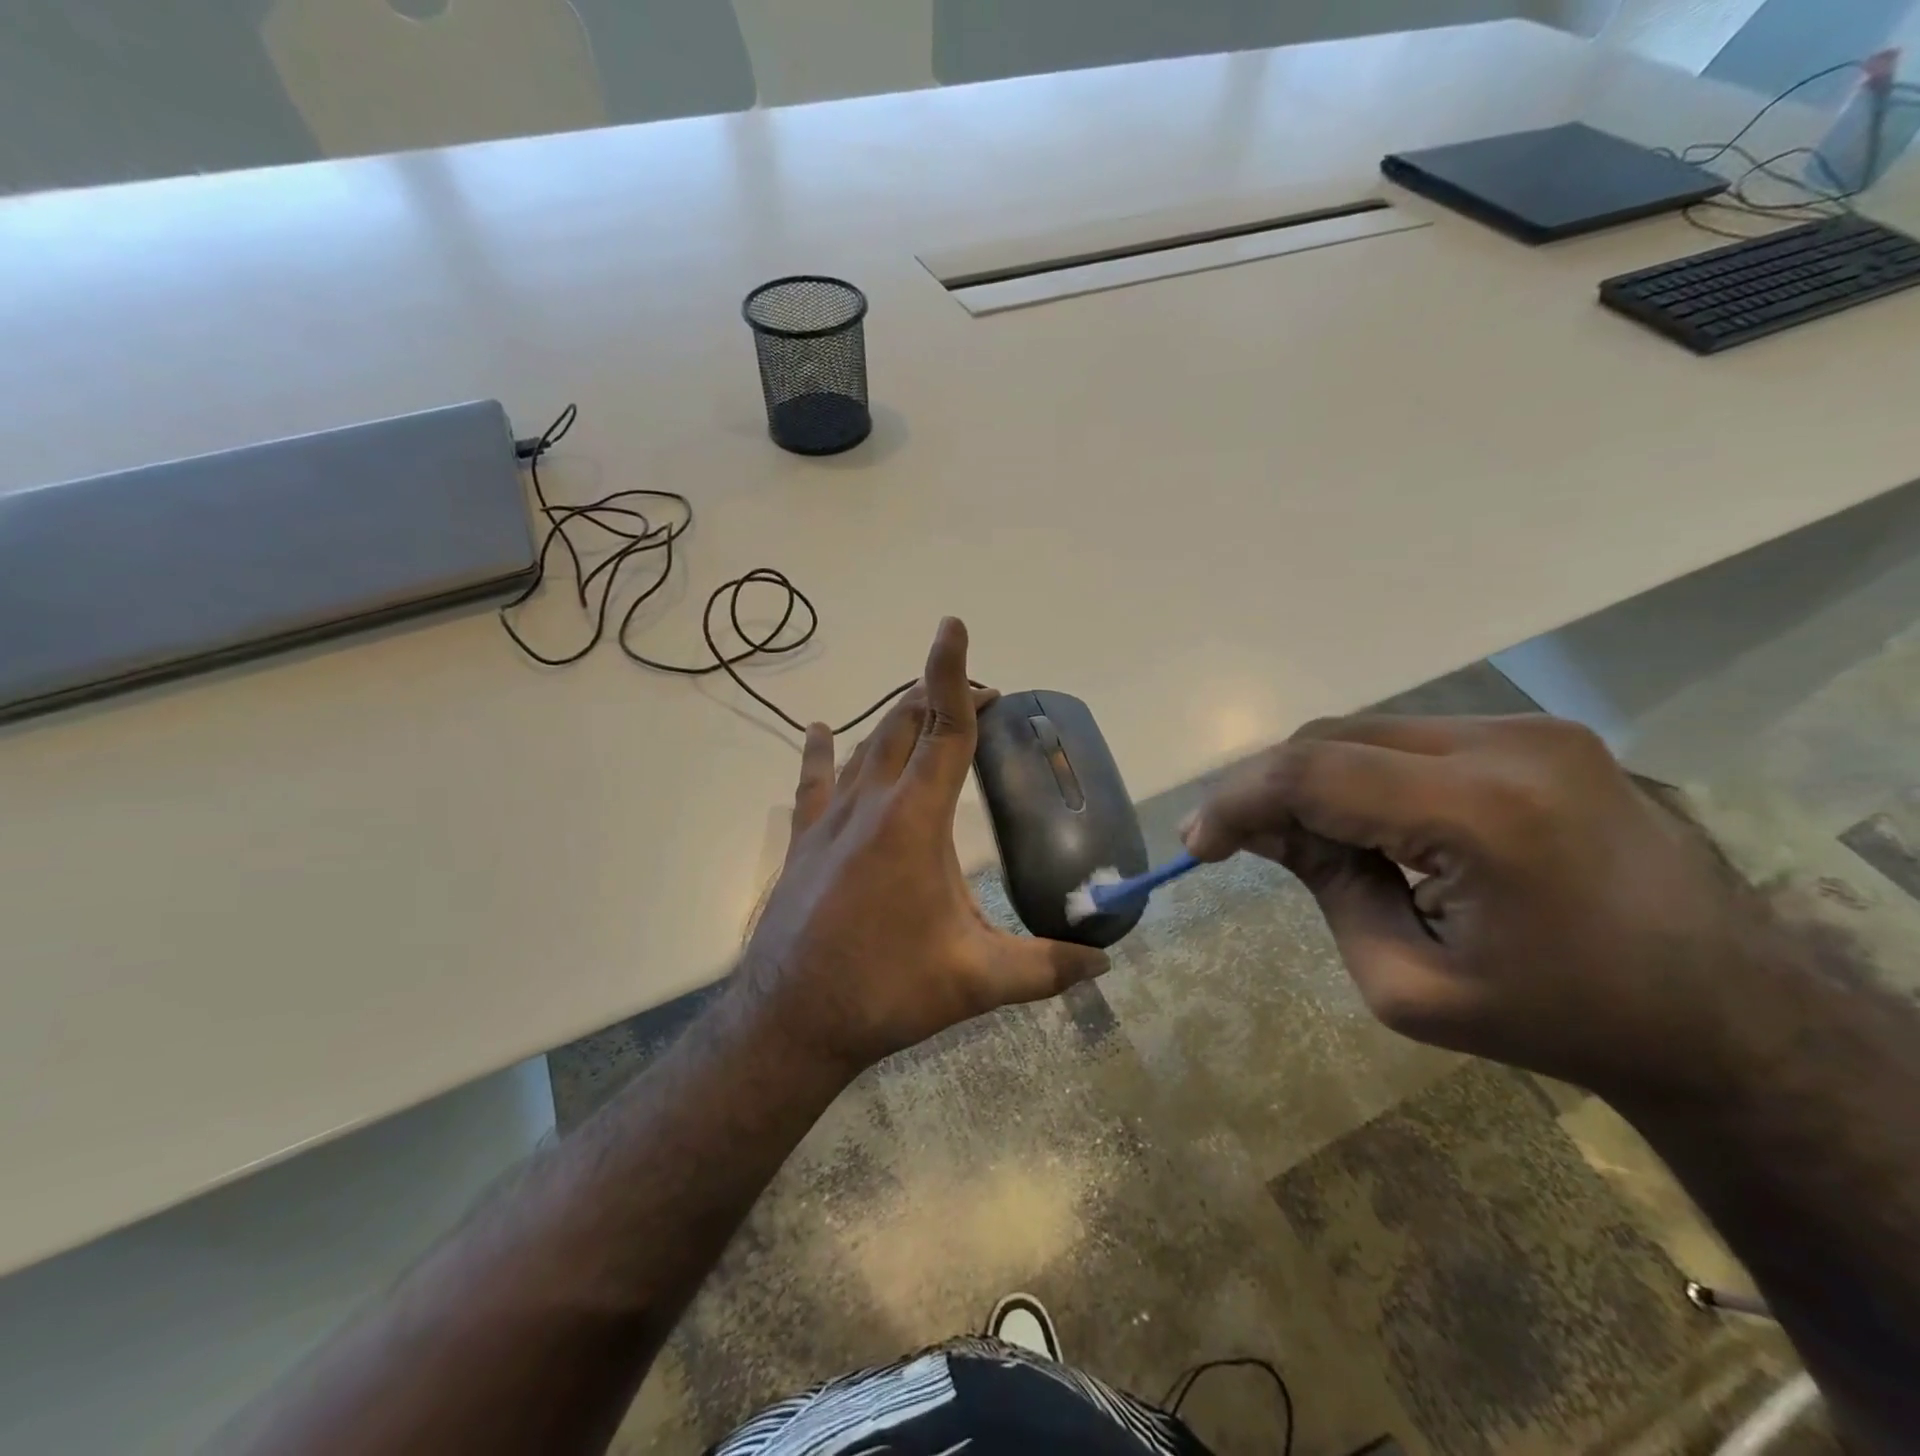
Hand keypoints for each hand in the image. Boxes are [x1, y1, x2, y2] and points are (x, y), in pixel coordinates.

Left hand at [738, 618, 1109, 1073]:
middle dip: (941, 698)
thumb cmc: (886, 990)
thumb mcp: (977, 981)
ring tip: (927, 709)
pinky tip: (819, 729)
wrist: (791, 1020)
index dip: (953, 675)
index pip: (942, 728)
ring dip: (898, 719)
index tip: (954, 627)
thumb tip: (1104, 966)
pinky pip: (814, 780)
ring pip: (865, 745)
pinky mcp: (804, 840)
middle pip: (905, 725)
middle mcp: (870, 803)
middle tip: (981, 700)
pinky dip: (822, 750)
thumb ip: (1046, 968)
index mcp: (914, 819)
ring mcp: (830, 819)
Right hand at [1183, 714, 1762, 1094]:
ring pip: (1365, 730)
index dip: (1237, 799)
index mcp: (1482, 813)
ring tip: (1312, 843)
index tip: (1198, 843)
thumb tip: (1264, 828)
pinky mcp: (1538, 732)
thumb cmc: (1556, 1019)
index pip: (1314, 772)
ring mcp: (1530, 728)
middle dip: (1270, 789)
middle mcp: (1507, 743)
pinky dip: (1364, 775)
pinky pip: (1409, 739)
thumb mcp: (1406, 982)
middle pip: (1332, 738)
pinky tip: (1371, 825)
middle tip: (1243, 846)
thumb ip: (1324, 888)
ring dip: (1316, 780)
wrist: (1722, 1012)